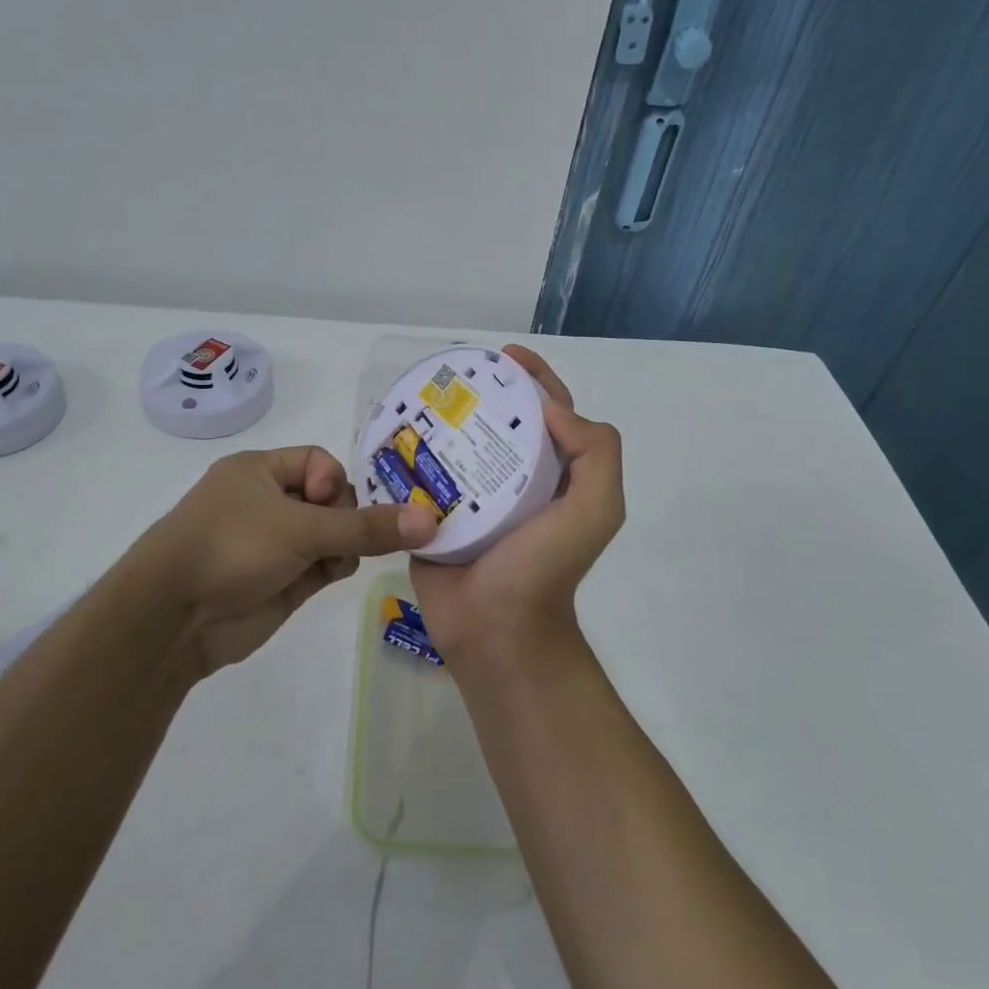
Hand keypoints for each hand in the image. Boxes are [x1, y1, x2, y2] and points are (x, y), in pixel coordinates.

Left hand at [138, 445, 437, 679]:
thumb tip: (429, 520)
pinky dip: (335, 566)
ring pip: (332, 535)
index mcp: (259, 471)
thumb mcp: (300, 528)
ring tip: (339, 559)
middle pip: (332, 500)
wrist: (174, 619)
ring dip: (345, 544)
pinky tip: (331, 575)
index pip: (318, 462)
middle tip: (348, 536)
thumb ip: (366, 526)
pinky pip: (324, 564)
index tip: (334, 506)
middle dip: (347, 517)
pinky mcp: (283, 581)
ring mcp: (276, 544)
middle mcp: (268, 503)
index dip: (335, 481)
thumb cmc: (230, 548)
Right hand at [409, 345, 623, 669]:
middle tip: (450, 375)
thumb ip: (596, 453)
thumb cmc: (544, 569)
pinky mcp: (434, 517)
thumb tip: (551, 410)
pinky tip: (391, 433)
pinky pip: (422, 478)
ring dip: (441, 421)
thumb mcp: (596, 510)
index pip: (549, 413)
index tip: (506, 356)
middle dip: (480, 394)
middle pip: (499, 424)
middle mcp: (515, 482)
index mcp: (553, 476)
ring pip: (457, 447)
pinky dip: (411, 455)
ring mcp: (472, 500)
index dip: (534, 380)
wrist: (495, 631)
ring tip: (416, 396)